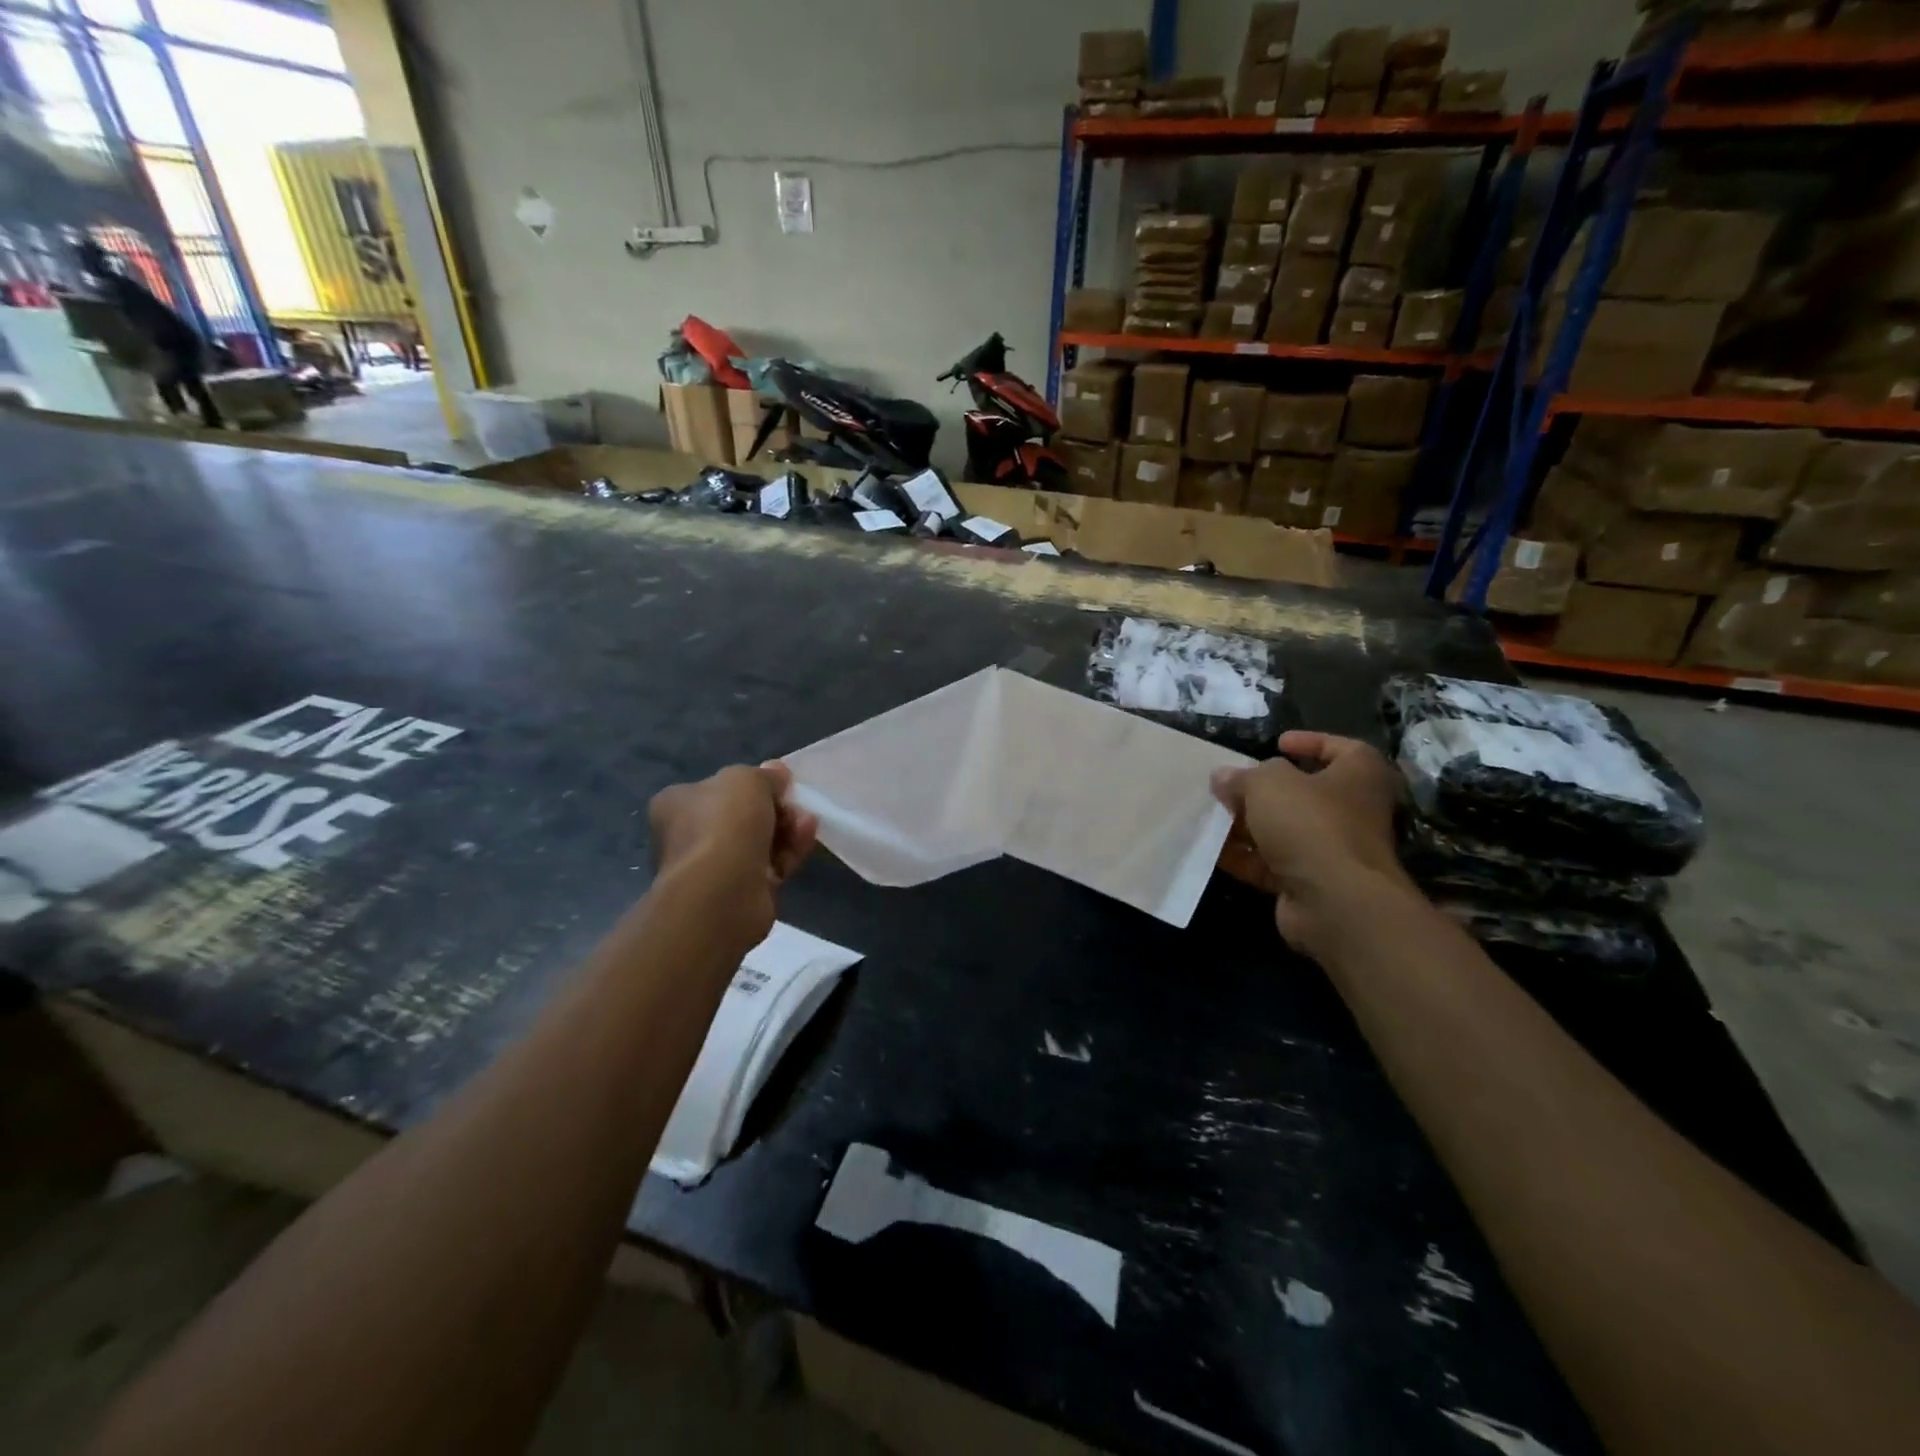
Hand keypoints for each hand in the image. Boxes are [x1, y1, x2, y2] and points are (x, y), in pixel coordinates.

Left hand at [648, 761, 817, 943]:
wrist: (722, 890)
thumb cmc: (725, 823)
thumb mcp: (748, 780)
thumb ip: (765, 775)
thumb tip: (777, 773)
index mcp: (676, 804)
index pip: (715, 788)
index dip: (751, 784)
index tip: (779, 784)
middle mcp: (688, 836)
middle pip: (742, 815)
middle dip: (776, 808)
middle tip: (796, 805)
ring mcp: (712, 867)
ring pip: (759, 841)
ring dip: (787, 829)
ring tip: (807, 823)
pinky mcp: (737, 892)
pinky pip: (769, 866)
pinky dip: (789, 853)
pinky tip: (805, 842)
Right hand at [1212, 731, 1415, 956]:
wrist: (1334, 901)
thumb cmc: (1310, 823)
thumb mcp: (1269, 783)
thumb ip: (1244, 776)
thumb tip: (1223, 776)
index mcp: (1359, 776)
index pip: (1341, 748)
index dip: (1310, 742)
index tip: (1277, 743)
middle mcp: (1353, 811)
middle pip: (1305, 792)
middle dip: (1264, 790)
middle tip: (1231, 785)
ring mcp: (1333, 850)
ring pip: (1285, 830)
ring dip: (1249, 825)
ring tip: (1213, 816)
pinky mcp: (1312, 883)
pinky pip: (1273, 864)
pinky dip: (1246, 858)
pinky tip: (1214, 851)